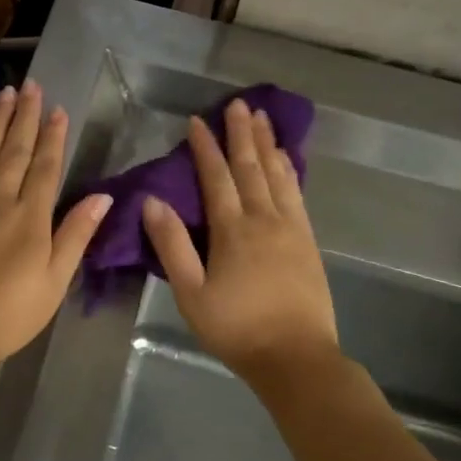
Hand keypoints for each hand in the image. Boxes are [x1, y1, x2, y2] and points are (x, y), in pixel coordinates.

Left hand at [0, 80, 113, 374]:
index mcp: (29, 216)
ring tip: (5, 95)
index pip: (45, 166)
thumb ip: (76, 234)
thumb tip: (102, 195)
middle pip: (14, 150)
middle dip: (25, 116)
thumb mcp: (54, 281)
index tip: (58, 109)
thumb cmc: (7, 313)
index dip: (54, 136)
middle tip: (31, 85)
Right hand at [142, 97, 339, 381]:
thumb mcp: (191, 293)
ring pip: (278, 175)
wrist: (295, 356)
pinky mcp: (308, 241)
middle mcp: (264, 219)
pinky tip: (287, 159)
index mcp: (232, 230)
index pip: (216, 178)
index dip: (205, 148)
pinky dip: (290, 170)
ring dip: (268, 144)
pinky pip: (297, 194)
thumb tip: (152, 202)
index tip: (197, 121)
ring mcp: (291, 228)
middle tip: (239, 104)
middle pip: (251, 167)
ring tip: (263, 118)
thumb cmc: (236, 328)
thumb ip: (172, 245)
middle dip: (242, 133)